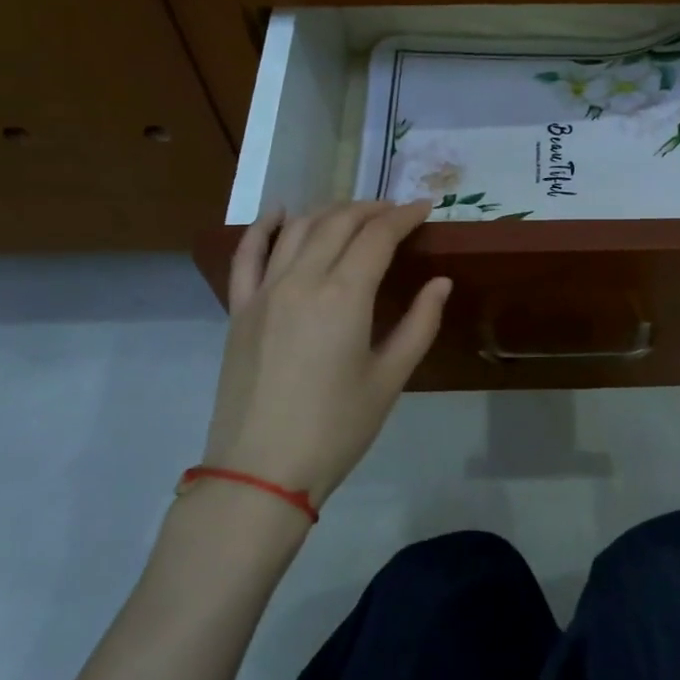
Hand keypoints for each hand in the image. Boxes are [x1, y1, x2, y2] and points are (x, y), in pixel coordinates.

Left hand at [202, 201, 450, 506]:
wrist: (262, 471)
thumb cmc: (336, 429)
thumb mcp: (390, 379)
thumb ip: (419, 324)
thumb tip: (440, 283)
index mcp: (343, 296)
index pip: (376, 237)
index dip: (403, 217)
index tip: (425, 208)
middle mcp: (301, 281)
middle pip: (338, 224)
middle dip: (371, 209)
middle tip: (395, 212)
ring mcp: (264, 292)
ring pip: (297, 230)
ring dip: (329, 211)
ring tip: (354, 213)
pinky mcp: (239, 310)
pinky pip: (247, 255)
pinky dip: (264, 227)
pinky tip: (281, 213)